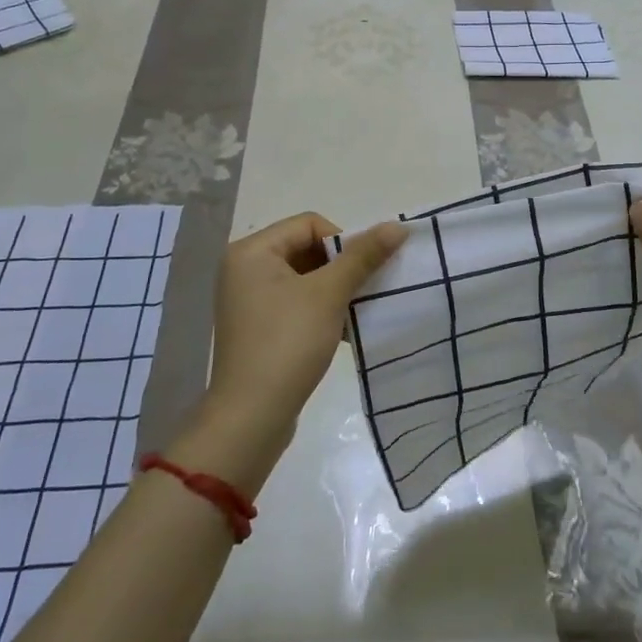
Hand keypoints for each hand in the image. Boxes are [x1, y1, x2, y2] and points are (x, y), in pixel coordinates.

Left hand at [201, 213, 406, 468]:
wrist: (251, 417)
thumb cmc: (287, 344)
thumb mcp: (329, 294)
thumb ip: (363, 256)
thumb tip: (397, 226)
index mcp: (251, 251)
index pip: (309, 224)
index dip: (343, 241)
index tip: (361, 272)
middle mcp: (244, 269)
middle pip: (306, 249)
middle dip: (340, 268)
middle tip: (363, 291)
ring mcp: (248, 300)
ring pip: (304, 278)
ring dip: (334, 291)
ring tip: (355, 313)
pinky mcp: (257, 327)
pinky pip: (295, 303)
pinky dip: (320, 310)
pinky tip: (343, 331)